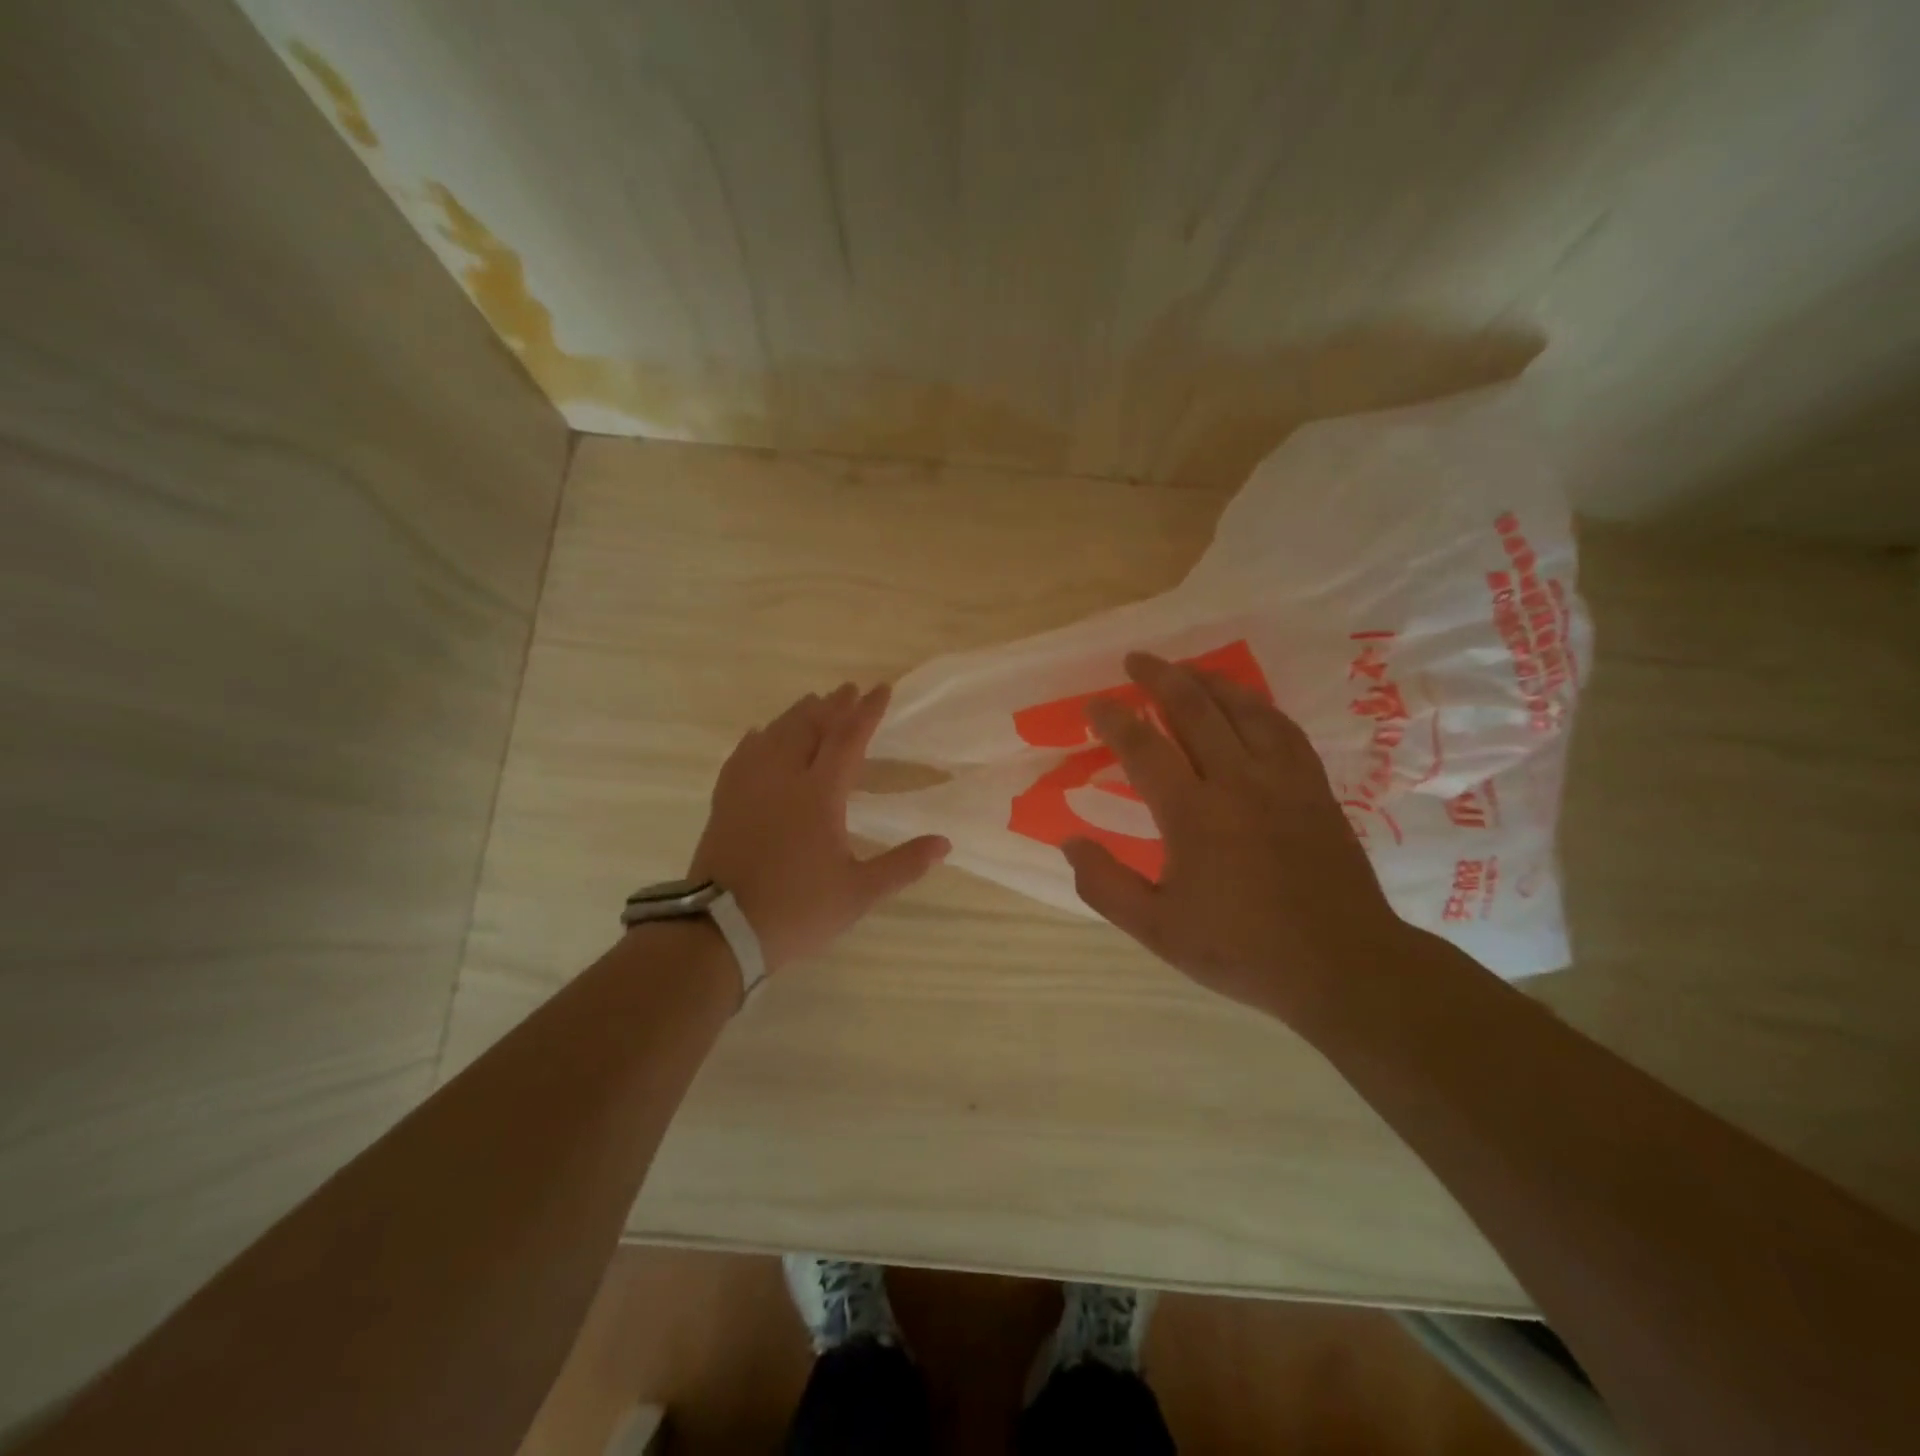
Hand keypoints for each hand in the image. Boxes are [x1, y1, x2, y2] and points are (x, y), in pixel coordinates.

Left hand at [688, 682, 949, 973]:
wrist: (721, 930)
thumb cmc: (796, 910)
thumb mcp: (858, 893)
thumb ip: (903, 865)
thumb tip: (944, 843)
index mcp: (819, 794)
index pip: (848, 739)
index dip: (867, 712)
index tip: (882, 689)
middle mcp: (782, 778)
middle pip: (809, 727)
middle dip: (832, 706)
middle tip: (848, 690)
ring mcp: (748, 787)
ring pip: (774, 735)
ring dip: (797, 715)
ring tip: (812, 703)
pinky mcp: (724, 801)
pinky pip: (742, 756)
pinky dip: (757, 739)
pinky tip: (758, 735)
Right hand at [1064, 652, 1409, 1021]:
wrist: (1342, 965)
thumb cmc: (1242, 950)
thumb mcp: (1157, 930)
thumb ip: (1105, 886)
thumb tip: (1070, 842)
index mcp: (1194, 815)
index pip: (1144, 748)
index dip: (1114, 719)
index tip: (1094, 704)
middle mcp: (1237, 782)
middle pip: (1195, 709)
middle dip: (1160, 677)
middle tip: (1135, 660)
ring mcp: (1283, 779)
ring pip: (1243, 709)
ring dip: (1208, 680)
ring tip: (1184, 668)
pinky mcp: (1314, 787)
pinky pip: (1283, 728)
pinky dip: (1257, 705)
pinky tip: (1246, 703)